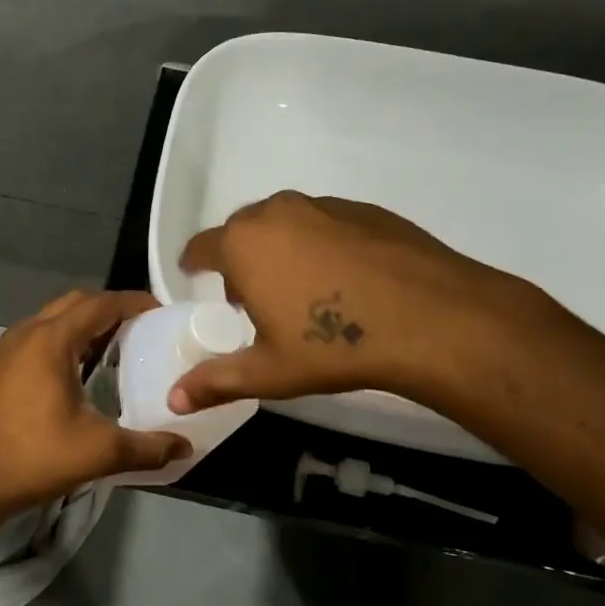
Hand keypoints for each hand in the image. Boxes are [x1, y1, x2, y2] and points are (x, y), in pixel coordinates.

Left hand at [0, 290, 191, 516]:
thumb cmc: (33, 456)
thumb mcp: (98, 451)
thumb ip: (147, 447)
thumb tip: (185, 447)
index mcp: (52, 340)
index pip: (100, 304)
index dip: (133, 302)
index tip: (162, 311)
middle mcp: (28, 333)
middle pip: (76, 303)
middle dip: (110, 309)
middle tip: (143, 328)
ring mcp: (10, 349)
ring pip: (55, 319)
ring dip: (86, 324)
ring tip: (119, 345)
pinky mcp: (2, 367)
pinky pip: (42, 337)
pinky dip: (68, 340)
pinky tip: (84, 370)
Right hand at [169, 191, 528, 413]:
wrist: (431, 318)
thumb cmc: (334, 344)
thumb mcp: (269, 371)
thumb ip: (216, 381)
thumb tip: (173, 399)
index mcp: (244, 244)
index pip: (201, 246)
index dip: (195, 264)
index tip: (196, 278)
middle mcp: (277, 212)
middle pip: (242, 231)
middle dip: (239, 259)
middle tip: (253, 298)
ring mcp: (323, 205)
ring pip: (285, 223)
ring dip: (280, 249)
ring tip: (302, 290)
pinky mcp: (364, 209)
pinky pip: (324, 223)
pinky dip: (320, 244)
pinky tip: (344, 280)